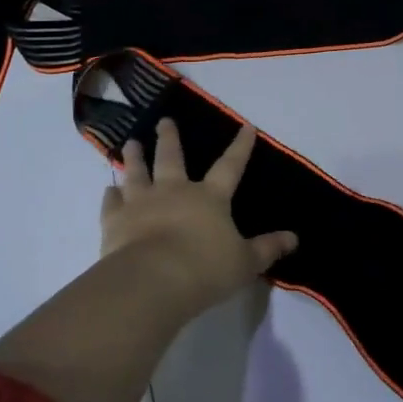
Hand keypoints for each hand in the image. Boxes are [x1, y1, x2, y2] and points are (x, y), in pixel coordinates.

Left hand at [100, 118, 297, 317]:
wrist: (152, 281)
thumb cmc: (205, 269)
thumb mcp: (245, 263)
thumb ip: (267, 249)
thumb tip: (294, 238)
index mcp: (209, 198)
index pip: (230, 166)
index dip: (240, 146)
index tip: (246, 126)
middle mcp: (174, 191)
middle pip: (172, 158)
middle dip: (170, 137)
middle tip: (164, 120)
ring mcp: (141, 203)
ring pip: (136, 172)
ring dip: (134, 157)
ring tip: (131, 143)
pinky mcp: (114, 221)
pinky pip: (112, 203)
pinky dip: (111, 195)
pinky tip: (108, 190)